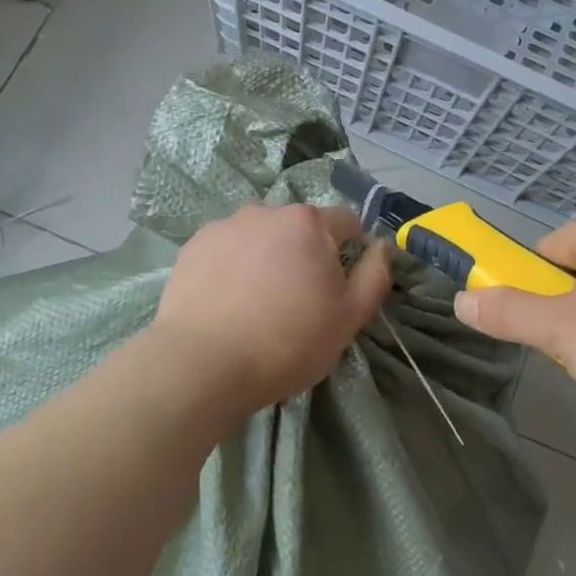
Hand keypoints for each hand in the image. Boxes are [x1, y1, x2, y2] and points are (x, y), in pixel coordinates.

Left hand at [153, 203, 392, 414]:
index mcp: (308, 222)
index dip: (352, 250)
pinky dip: (234, 266)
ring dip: (268, 256)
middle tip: (297, 301)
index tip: (340, 286)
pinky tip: (228, 302)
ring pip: (262, 236)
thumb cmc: (287, 341)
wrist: (201, 364)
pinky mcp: (194, 246)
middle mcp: (266, 211)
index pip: (347, 221)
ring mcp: (225, 226)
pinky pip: (228, 249)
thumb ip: (375, 274)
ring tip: (257, 303)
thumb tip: (381, 245)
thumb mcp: (349, 317)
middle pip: (300, 227)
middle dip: (306, 253)